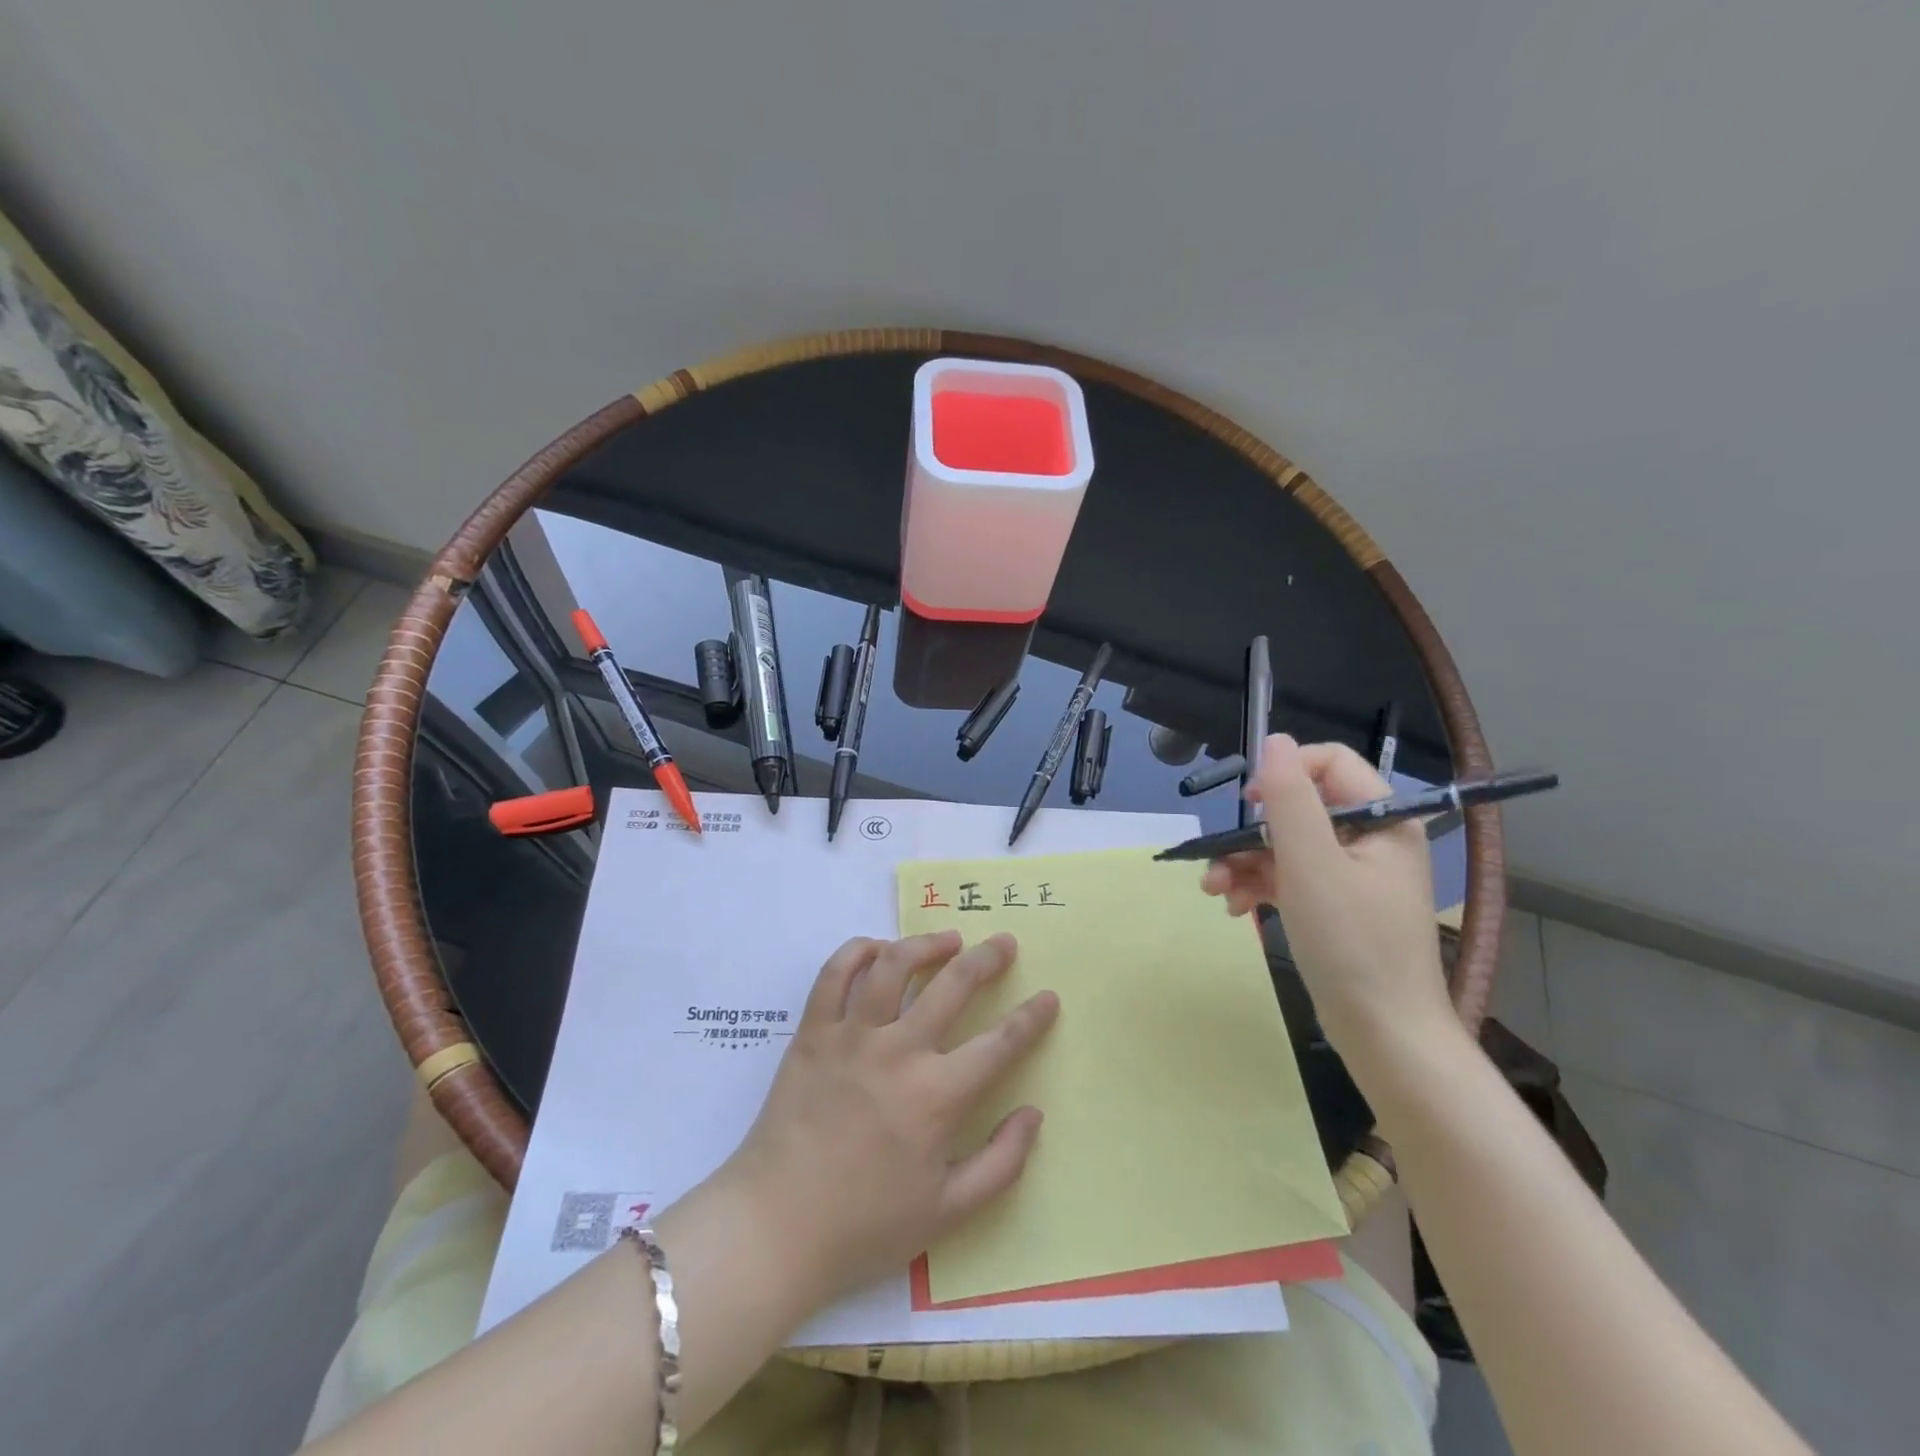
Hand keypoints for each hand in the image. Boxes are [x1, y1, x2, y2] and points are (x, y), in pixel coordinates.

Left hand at [703, 931, 1057, 1309]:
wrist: (775, 1227)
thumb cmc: (865, 1226)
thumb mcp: (947, 1213)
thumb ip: (1001, 1163)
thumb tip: (1033, 1114)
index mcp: (937, 1096)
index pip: (1000, 1043)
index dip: (1031, 1017)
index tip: (1048, 996)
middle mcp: (899, 1052)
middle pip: (953, 985)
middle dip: (987, 958)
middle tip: (1003, 943)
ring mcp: (852, 1036)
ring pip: (893, 965)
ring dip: (925, 944)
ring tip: (946, 939)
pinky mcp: (813, 1032)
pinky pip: (834, 975)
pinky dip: (858, 951)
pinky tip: (878, 949)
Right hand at [1200, 734, 1456, 1057]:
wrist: (1384, 1034)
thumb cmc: (1352, 942)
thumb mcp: (1311, 863)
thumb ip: (1290, 797)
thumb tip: (1273, 740)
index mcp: (1382, 820)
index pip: (1329, 764)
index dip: (1284, 775)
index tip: (1251, 806)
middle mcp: (1370, 840)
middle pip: (1299, 809)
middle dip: (1250, 833)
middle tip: (1218, 857)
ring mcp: (1351, 876)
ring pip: (1285, 847)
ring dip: (1243, 863)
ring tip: (1215, 891)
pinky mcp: (1334, 906)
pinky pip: (1288, 879)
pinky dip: (1257, 887)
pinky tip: (1235, 908)